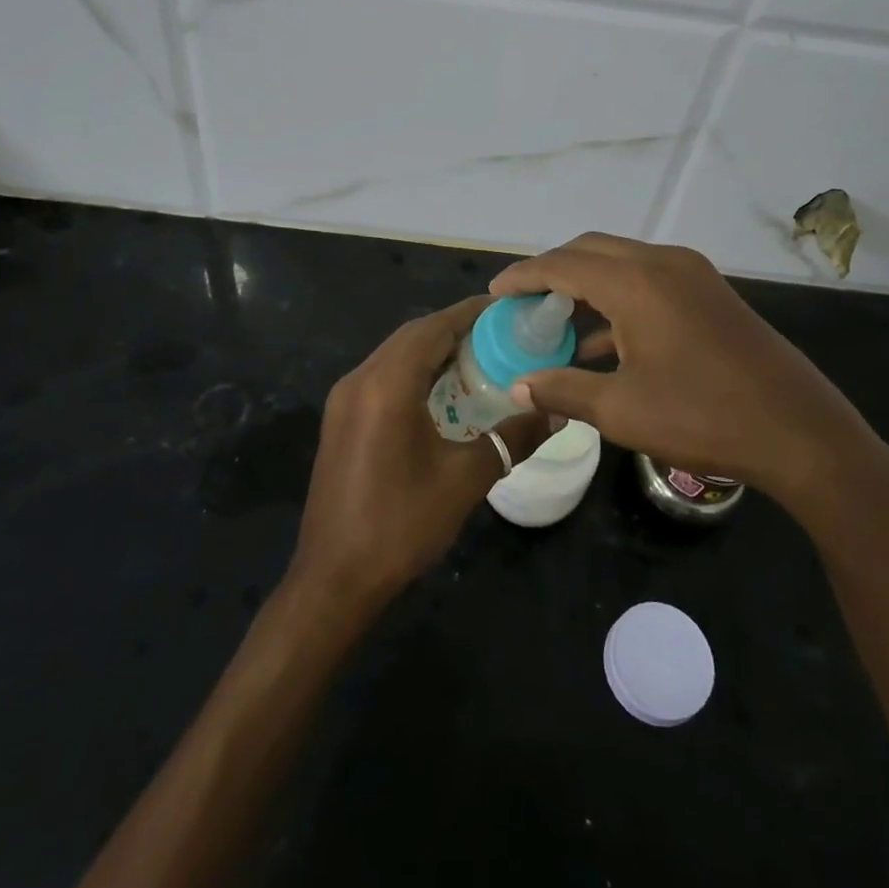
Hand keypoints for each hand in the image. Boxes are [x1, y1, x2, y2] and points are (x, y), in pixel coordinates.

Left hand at [289, 297, 548, 610]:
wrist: (334, 578)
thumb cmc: (401, 524)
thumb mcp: (465, 480)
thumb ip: (511, 439)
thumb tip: (554, 413)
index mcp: (386, 385)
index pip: (433, 327)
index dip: (471, 313)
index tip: (508, 309)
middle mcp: (359, 379)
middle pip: (413, 336)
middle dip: (455, 328)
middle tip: (501, 335)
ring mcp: (344, 399)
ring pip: (395, 355)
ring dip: (434, 350)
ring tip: (479, 359)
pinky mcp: (340, 419)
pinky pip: (382, 377)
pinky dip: (414, 372)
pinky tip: (443, 393)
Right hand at [489, 234, 888, 527]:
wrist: (800, 432)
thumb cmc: (703, 418)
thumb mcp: (622, 410)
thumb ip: (564, 390)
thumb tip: (519, 386)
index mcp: (637, 282)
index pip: (563, 264)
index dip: (524, 276)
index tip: (494, 293)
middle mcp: (663, 263)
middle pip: (591, 251)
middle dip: (552, 272)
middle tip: (522, 304)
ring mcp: (692, 275)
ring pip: (621, 263)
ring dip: (586, 284)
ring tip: (555, 322)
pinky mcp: (710, 293)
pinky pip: (649, 280)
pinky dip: (618, 298)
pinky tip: (603, 341)